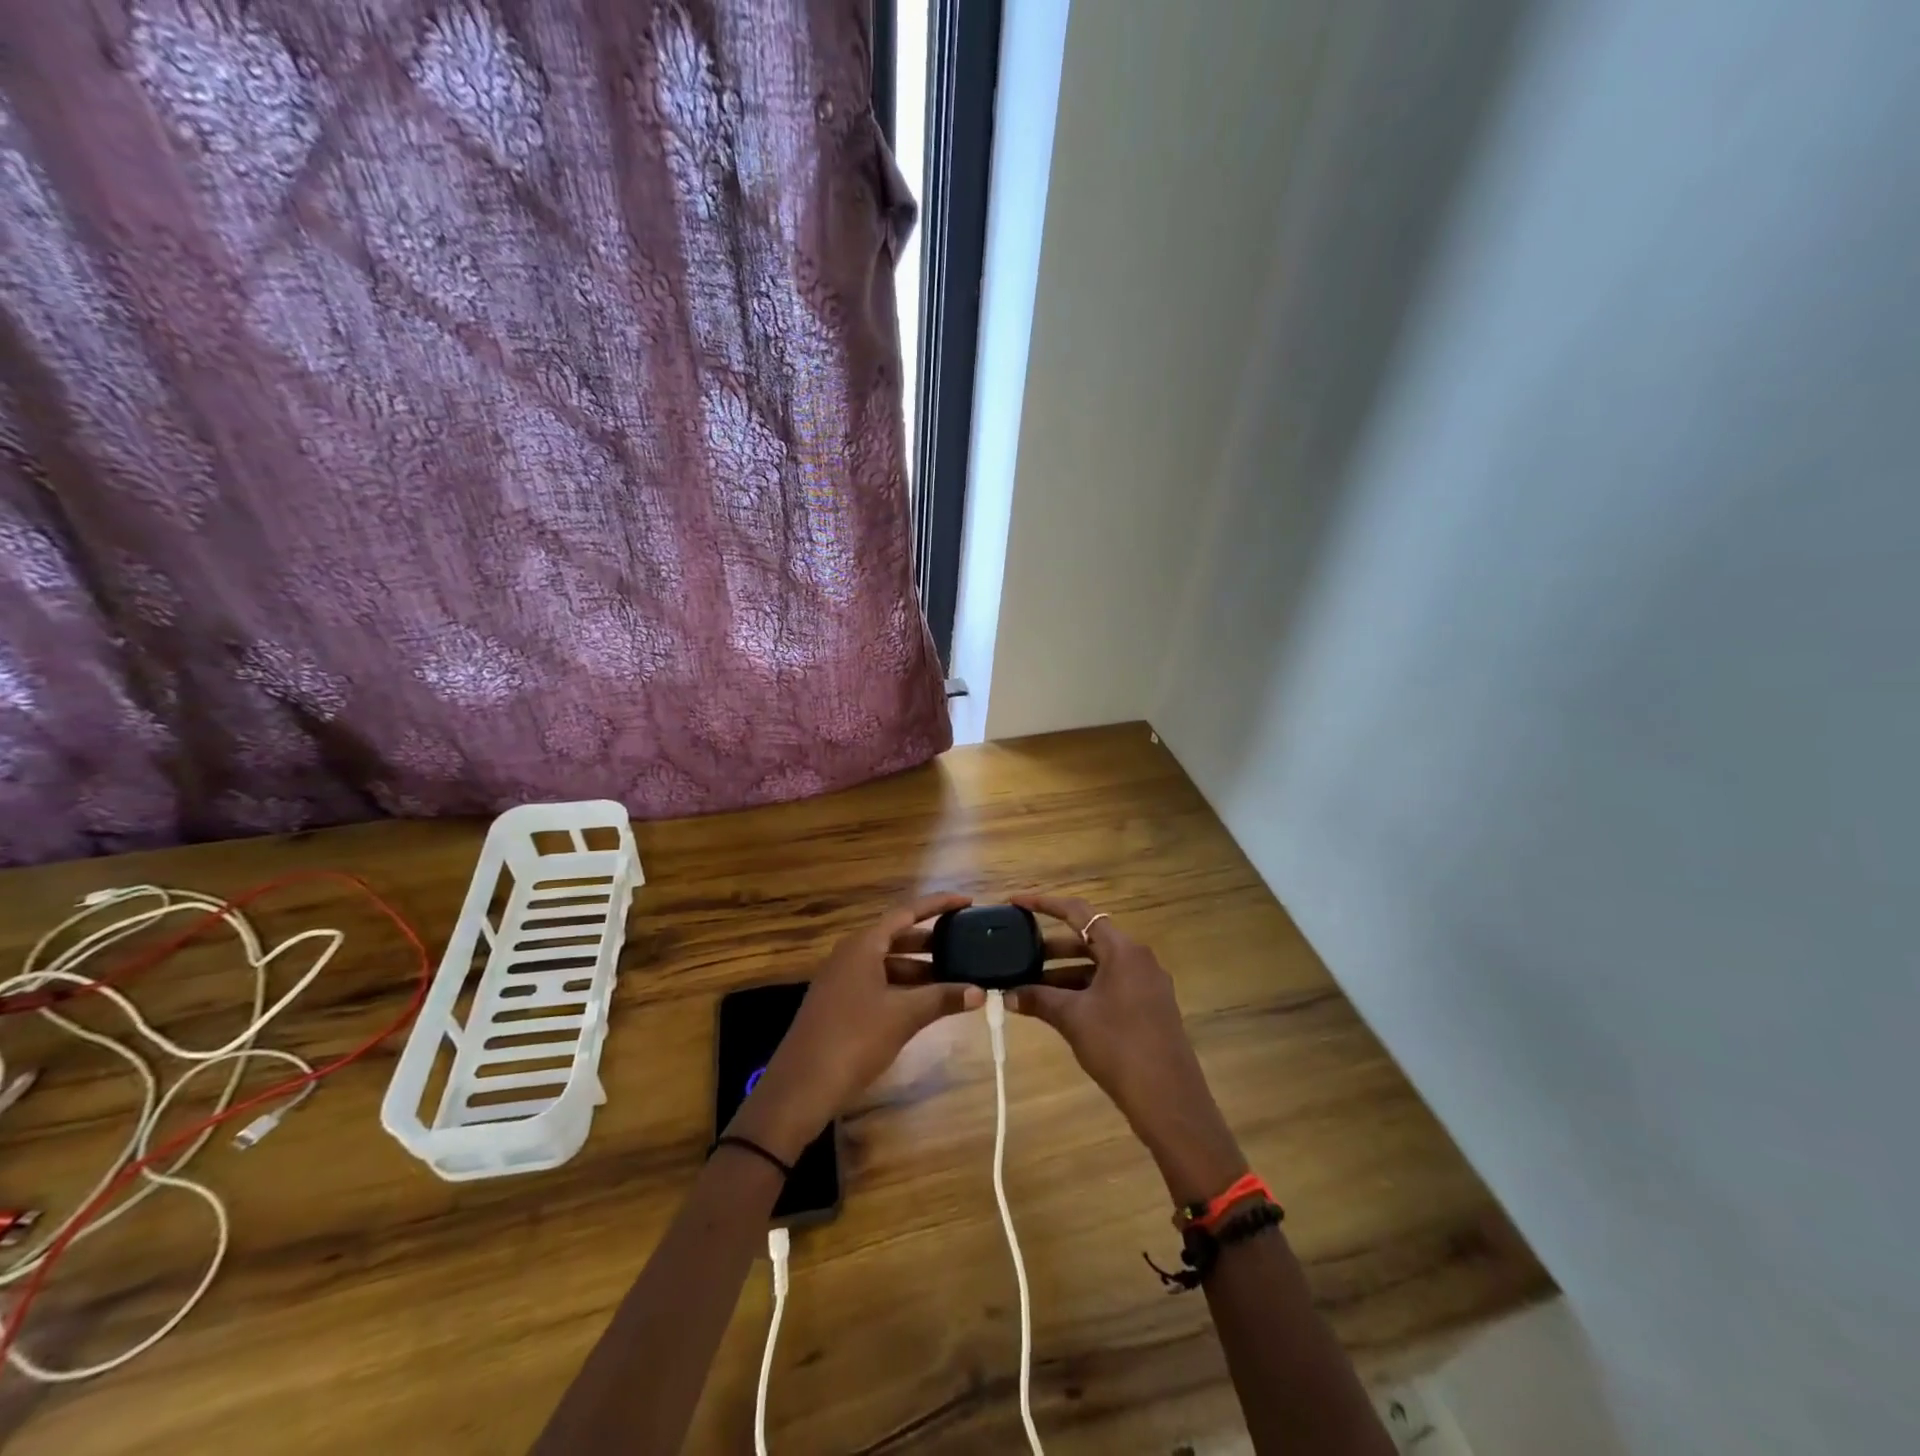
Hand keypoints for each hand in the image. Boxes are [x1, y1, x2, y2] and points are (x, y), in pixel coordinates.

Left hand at [727, 893, 983, 1162]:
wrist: (802, 1086)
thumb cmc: (854, 1039)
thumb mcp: (904, 1016)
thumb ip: (942, 998)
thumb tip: (979, 991)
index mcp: (863, 945)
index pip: (907, 913)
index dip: (938, 905)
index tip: (966, 901)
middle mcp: (851, 954)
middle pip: (898, 937)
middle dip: (932, 942)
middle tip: (965, 944)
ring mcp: (843, 979)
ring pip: (889, 963)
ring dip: (920, 969)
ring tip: (955, 977)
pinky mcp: (840, 1003)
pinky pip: (879, 983)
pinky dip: (904, 987)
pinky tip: (926, 1003)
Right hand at [1008, 894, 1247, 1205]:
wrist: (1170, 1101)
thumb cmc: (1120, 1047)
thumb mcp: (1073, 1019)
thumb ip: (1039, 999)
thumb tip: (1007, 994)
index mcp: (1123, 950)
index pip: (1078, 912)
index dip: (1044, 904)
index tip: (1015, 902)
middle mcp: (1138, 958)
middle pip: (1088, 939)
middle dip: (1049, 947)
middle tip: (1016, 952)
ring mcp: (1146, 984)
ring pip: (1097, 966)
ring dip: (1063, 973)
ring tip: (1028, 985)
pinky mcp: (1148, 1007)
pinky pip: (1108, 986)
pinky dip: (1081, 990)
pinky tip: (1055, 1006)